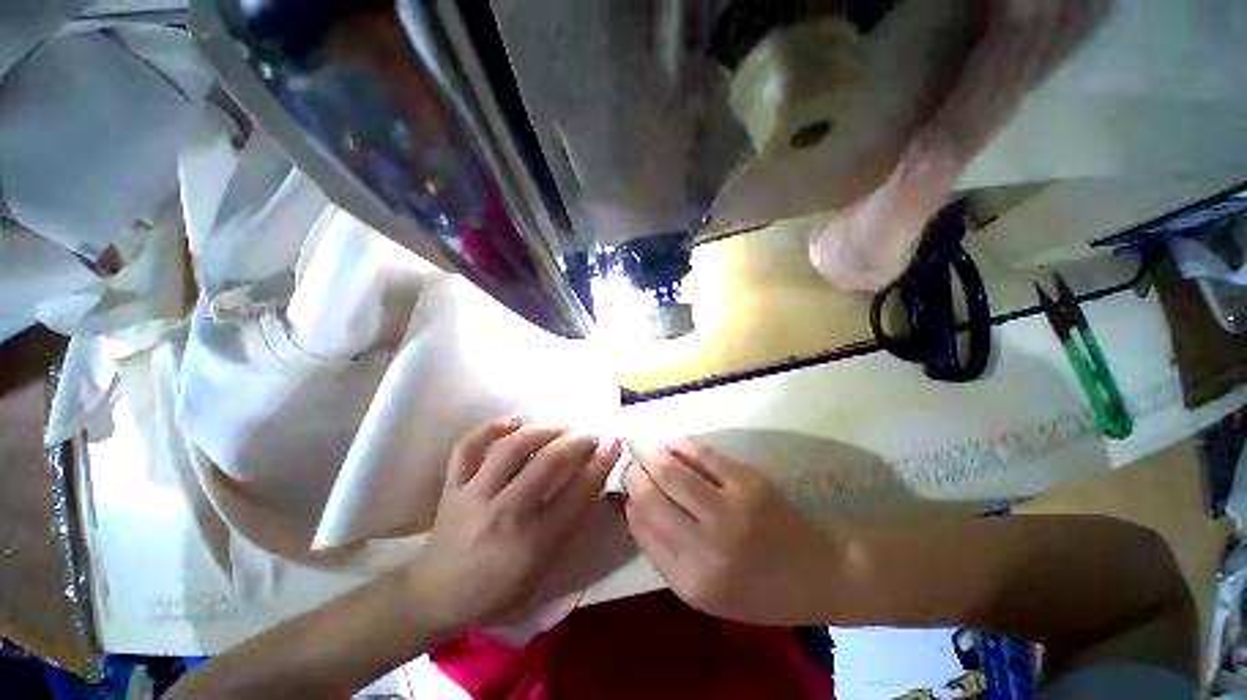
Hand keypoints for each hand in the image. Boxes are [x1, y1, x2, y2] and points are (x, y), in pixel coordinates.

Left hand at [408, 416, 621, 633]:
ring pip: (511, 447)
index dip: (600, 463)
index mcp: (532, 543)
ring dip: (543, 430)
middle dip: (577, 441)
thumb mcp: (543, 570)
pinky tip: (516, 420)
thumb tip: (592, 480)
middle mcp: (504, 514)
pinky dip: (493, 426)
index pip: (576, 493)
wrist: (437, 597)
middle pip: (547, 462)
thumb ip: (569, 525)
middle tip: (589, 435)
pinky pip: (469, 446)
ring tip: (561, 428)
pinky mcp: (451, 486)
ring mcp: (473, 496)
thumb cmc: (499, 590)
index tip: (613, 442)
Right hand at [624, 439, 837, 624]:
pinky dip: (681, 445)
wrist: (819, 573)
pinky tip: (672, 443)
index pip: (641, 527)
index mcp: (690, 581)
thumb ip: (665, 551)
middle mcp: (705, 547)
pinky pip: (701, 455)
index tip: (626, 486)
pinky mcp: (747, 483)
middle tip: (632, 462)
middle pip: (650, 496)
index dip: (628, 500)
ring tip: (643, 445)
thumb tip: (633, 504)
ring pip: (671, 471)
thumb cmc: (758, 588)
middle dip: (634, 473)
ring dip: (650, 453)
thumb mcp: (706, 589)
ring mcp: (728, 511)